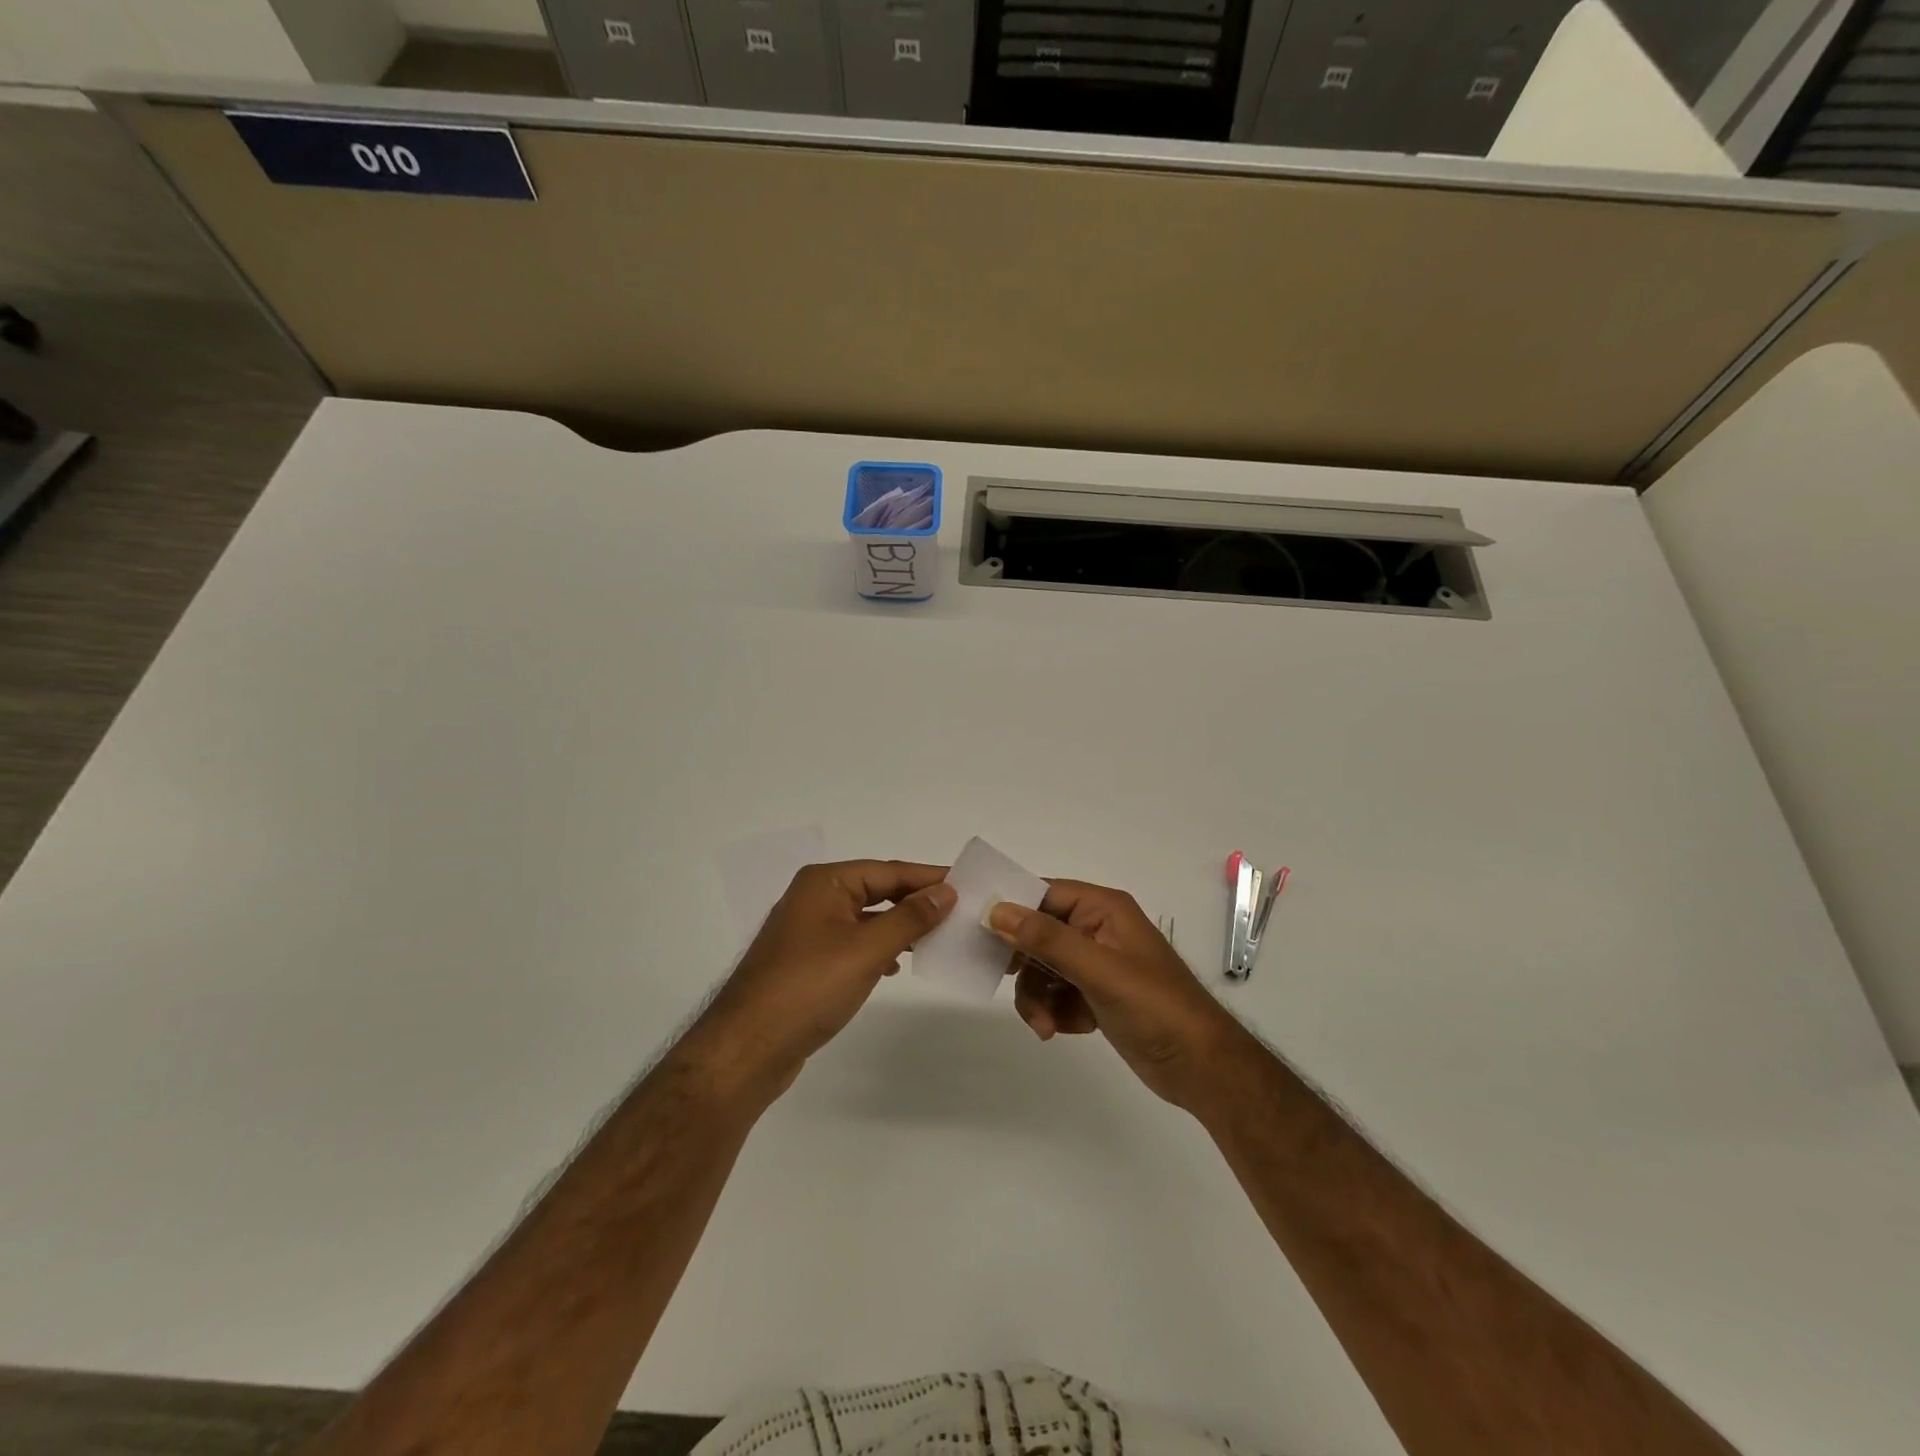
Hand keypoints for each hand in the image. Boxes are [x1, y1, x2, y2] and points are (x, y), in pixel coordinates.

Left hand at [688, 860, 956, 1102]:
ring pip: (865, 918)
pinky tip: (896, 964)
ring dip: (899, 925)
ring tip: (937, 936)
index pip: (888, 870)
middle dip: (915, 901)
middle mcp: (814, 898)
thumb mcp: (866, 949)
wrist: (747, 1049)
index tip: (967, 883)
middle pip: (876, 890)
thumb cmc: (809, 988)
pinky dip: (878, 947)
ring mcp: (807, 931)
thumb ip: (909, 918)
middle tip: (960, 910)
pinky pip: (853, 942)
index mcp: (825, 883)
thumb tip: (946, 891)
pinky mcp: (806, 962)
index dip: (928, 877)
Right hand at [988, 881, 1259, 1113]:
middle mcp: (1097, 929)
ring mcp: (1097, 964)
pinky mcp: (1096, 995)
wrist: (1201, 1068)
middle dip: (1023, 964)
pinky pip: (1056, 993)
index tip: (978, 929)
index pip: (1044, 894)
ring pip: (1043, 968)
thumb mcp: (1098, 970)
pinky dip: (1053, 1011)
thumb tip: (997, 909)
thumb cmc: (1154, 1007)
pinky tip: (1064, 1030)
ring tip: (1045, 1025)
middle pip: (1038, 933)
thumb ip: (1047, 939)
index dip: (1012, 909)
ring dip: (1036, 996)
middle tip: (1002, 981)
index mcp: (1103, 908)